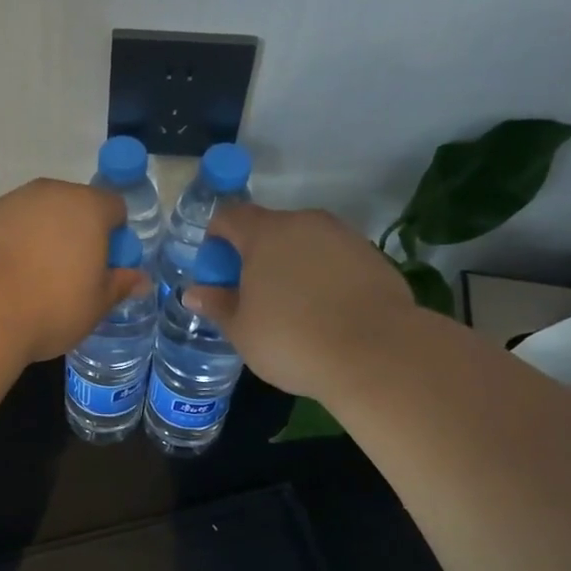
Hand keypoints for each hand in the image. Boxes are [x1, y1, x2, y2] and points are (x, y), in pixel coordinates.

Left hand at [0, 179, 143, 362]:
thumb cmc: (52, 306)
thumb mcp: (96, 305)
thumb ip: (120, 286)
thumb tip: (140, 280)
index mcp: (88, 207)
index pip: (115, 207)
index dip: (116, 236)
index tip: (106, 267)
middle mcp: (50, 193)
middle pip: (74, 206)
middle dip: (77, 234)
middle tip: (71, 276)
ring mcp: (10, 202)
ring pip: (37, 215)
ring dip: (42, 238)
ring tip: (33, 280)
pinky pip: (6, 227)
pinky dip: (10, 245)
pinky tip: (3, 280)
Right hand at [183, 204, 413, 397]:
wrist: (376, 353)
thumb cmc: (292, 340)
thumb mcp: (242, 330)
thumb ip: (217, 305)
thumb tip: (194, 292)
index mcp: (265, 233)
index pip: (229, 217)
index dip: (216, 240)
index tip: (217, 273)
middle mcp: (305, 223)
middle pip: (269, 228)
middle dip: (255, 255)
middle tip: (252, 296)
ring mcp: (344, 236)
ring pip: (305, 243)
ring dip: (291, 265)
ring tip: (292, 308)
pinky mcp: (373, 256)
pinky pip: (334, 259)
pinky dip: (323, 277)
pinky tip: (326, 313)